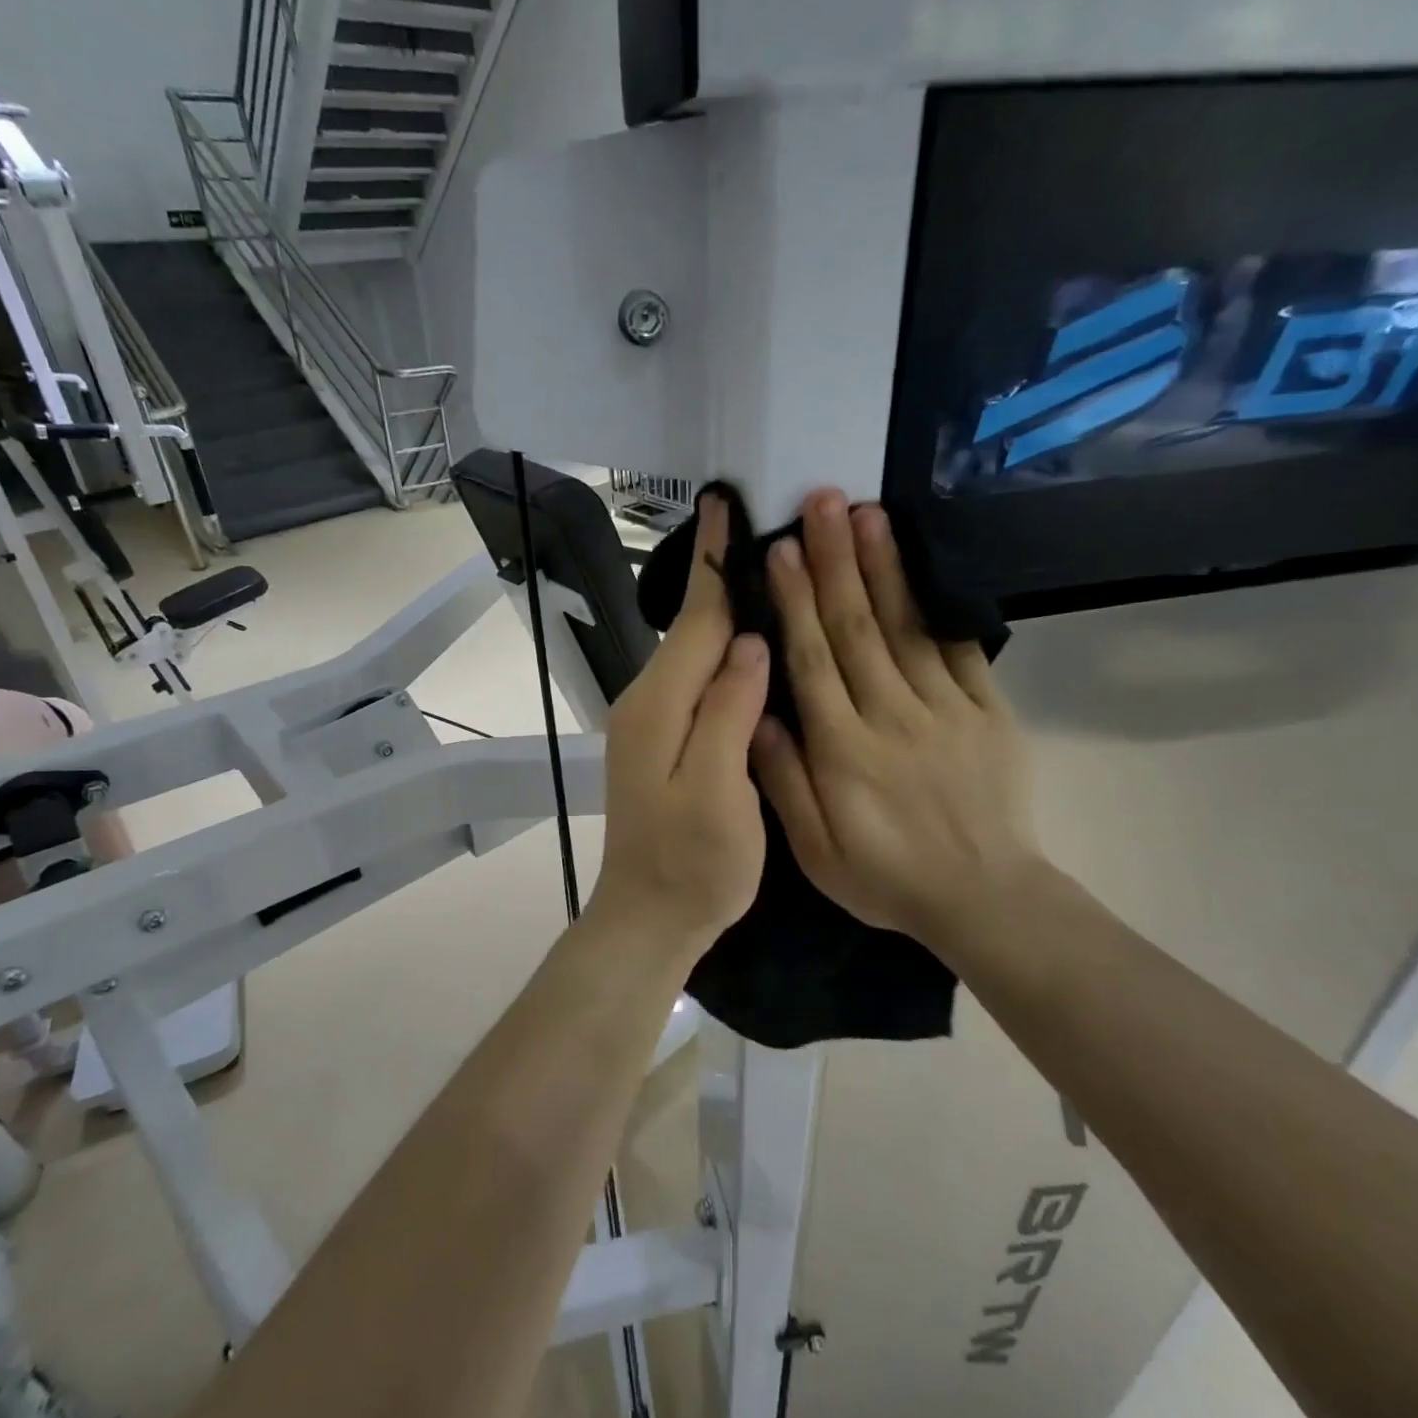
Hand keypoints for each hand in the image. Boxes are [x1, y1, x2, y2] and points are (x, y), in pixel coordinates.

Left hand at [591, 494, 769, 955]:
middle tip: (766, 527)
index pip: (697, 618)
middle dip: (724, 575)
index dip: (716, 560)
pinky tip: (751, 646)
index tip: (722, 501)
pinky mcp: (661, 739)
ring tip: (769, 572)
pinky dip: (722, 651)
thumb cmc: (692, 865)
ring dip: (726, 611)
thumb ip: (728, 712)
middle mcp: (648, 700)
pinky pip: (695, 679)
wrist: (649, 917)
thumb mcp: (718, 791)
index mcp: (660, 705)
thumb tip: (750, 643)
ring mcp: (650, 720)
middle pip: (693, 627)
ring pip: (694, 651)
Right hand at [751, 490, 1043, 947]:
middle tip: (821, 501)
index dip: (795, 601)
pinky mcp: (987, 712)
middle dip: (835, 560)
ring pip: (906, 627)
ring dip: (884, 567)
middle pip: (858, 627)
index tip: (780, 550)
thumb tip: (758, 715)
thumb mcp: (815, 851)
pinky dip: (940, 606)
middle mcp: (892, 716)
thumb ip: (783, 781)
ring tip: (866, 514)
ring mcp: (946, 709)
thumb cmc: (886, 876)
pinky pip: (962, 651)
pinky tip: (925, 568)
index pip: (814, 660)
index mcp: (844, 749)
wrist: (984, 898)